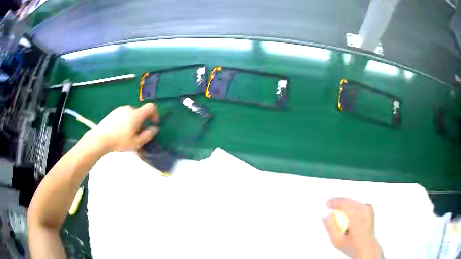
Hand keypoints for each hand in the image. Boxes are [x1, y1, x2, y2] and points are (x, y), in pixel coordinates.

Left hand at [92, 104, 158, 151]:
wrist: (101, 138)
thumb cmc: (120, 141)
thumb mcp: (136, 142)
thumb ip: (148, 135)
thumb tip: (154, 129)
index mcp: (137, 115)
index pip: (151, 107)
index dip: (155, 114)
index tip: (153, 123)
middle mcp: (129, 109)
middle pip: (140, 113)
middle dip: (142, 122)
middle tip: (138, 134)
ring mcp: (120, 110)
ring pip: (131, 115)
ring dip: (133, 122)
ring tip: (128, 135)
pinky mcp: (113, 113)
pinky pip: (124, 115)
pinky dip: (125, 121)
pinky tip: (120, 132)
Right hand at [323, 198, 382, 258]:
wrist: (366, 247)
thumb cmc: (352, 246)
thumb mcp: (337, 241)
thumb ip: (330, 228)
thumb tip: (326, 215)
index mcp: (357, 219)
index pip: (344, 206)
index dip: (334, 203)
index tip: (326, 204)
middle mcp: (364, 212)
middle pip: (348, 201)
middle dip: (338, 202)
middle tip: (329, 203)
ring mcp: (367, 209)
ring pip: (353, 201)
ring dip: (344, 202)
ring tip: (336, 206)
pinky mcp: (369, 209)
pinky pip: (357, 203)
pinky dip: (351, 204)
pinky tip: (347, 209)